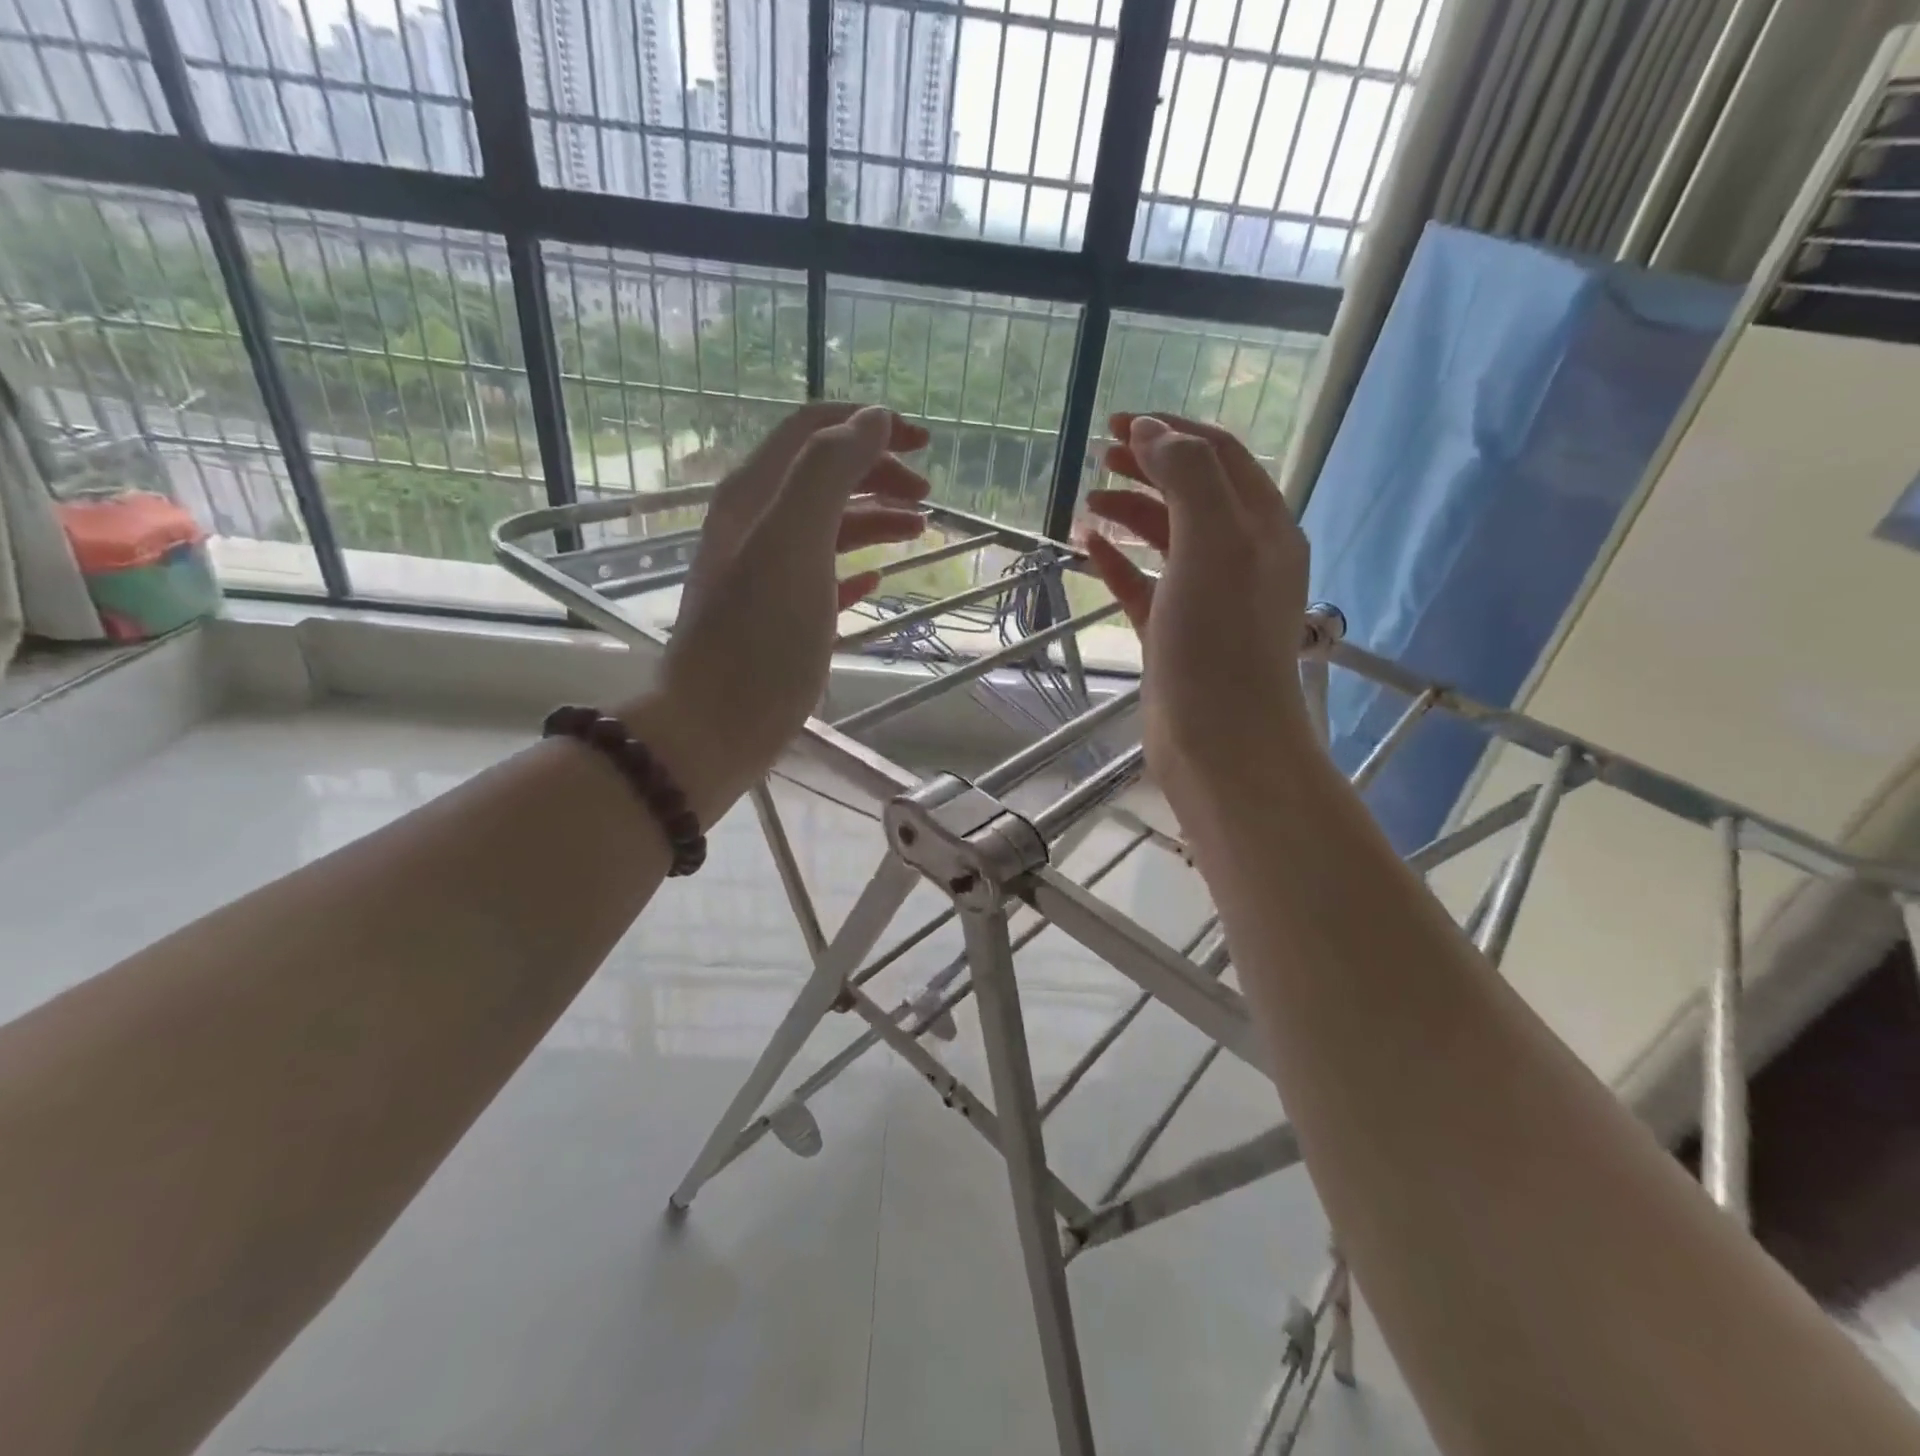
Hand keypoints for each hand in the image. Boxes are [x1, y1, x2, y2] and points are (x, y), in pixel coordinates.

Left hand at [624, 402, 929, 818]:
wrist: (716, 723)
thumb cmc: (759, 635)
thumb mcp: (794, 540)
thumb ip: (828, 470)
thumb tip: (873, 419)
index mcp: (756, 495)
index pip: (814, 430)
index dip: (870, 425)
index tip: (925, 444)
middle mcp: (758, 524)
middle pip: (824, 474)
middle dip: (879, 472)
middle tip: (928, 497)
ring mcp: (768, 572)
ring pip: (829, 524)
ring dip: (875, 516)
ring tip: (918, 531)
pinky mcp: (781, 616)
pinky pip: (824, 574)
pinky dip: (855, 565)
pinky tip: (879, 576)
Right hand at [1080, 412, 1315, 812]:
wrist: (1220, 737)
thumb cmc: (1219, 637)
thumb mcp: (1214, 541)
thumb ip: (1188, 476)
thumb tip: (1151, 431)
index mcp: (1263, 526)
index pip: (1220, 456)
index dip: (1173, 431)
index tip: (1119, 422)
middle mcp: (1241, 555)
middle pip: (1192, 492)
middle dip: (1148, 467)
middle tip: (1100, 455)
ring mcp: (1206, 596)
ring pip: (1166, 538)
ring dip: (1130, 512)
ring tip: (1087, 503)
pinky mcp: (1175, 632)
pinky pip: (1144, 583)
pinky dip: (1118, 560)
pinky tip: (1088, 547)